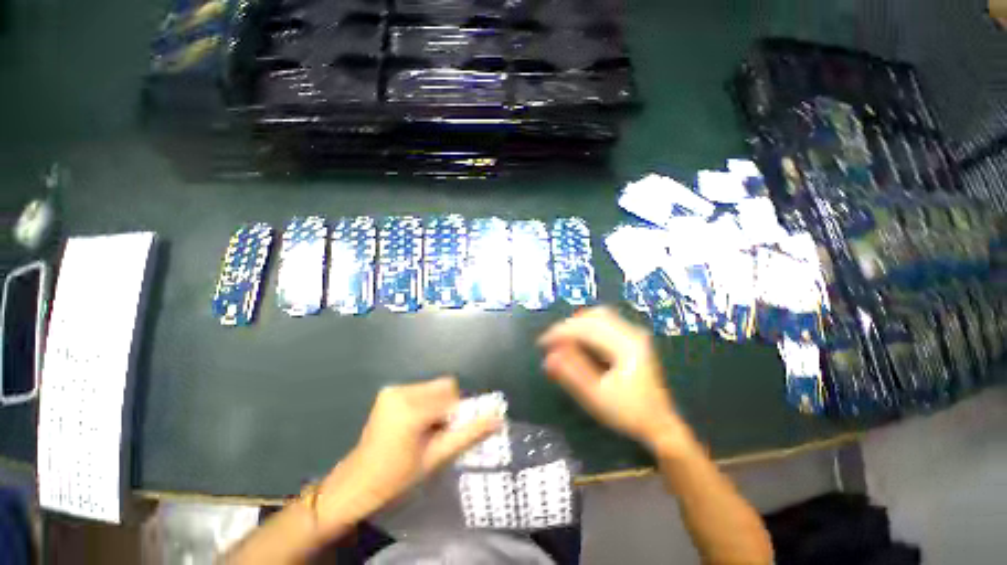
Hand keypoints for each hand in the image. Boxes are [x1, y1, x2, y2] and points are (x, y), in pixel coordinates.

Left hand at [313, 377, 499, 533]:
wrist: (356, 483)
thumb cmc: (397, 477)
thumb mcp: (436, 457)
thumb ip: (469, 434)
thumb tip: (498, 418)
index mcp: (412, 410)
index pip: (452, 396)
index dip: (457, 414)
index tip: (449, 433)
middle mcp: (402, 391)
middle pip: (444, 387)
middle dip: (447, 407)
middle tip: (437, 432)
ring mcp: (393, 389)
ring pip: (433, 387)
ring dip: (437, 405)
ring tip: (425, 430)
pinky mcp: (389, 391)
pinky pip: (421, 389)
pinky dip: (426, 403)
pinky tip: (415, 424)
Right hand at [539, 307, 688, 452]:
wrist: (660, 424)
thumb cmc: (629, 413)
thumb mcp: (597, 397)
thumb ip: (572, 374)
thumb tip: (548, 357)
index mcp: (626, 346)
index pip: (587, 329)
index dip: (561, 333)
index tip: (542, 343)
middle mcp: (632, 333)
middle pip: (593, 317)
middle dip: (567, 327)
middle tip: (550, 342)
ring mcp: (633, 333)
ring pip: (599, 316)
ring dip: (577, 324)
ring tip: (561, 340)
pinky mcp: (631, 337)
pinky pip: (604, 322)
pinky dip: (586, 327)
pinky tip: (577, 339)